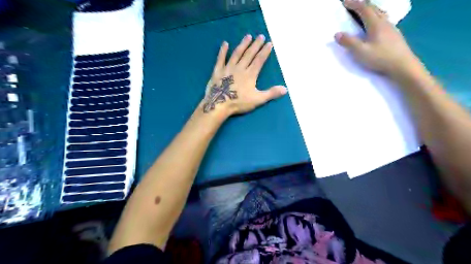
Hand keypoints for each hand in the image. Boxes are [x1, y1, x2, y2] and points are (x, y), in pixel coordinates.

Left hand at [200, 33, 284, 116]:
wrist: (219, 104)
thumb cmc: (239, 102)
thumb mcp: (258, 99)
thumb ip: (271, 93)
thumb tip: (285, 89)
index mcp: (250, 74)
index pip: (259, 60)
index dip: (265, 51)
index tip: (269, 43)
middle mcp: (240, 68)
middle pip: (249, 54)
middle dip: (256, 45)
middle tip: (260, 36)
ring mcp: (228, 68)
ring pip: (236, 53)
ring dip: (243, 44)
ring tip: (248, 36)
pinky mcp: (218, 70)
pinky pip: (220, 58)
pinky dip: (223, 51)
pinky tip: (225, 43)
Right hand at [334, 0, 423, 77]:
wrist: (402, 65)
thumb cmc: (380, 57)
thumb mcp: (361, 51)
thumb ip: (349, 42)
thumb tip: (337, 34)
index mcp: (375, 24)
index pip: (364, 9)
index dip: (354, 4)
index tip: (345, 1)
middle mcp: (384, 23)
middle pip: (374, 8)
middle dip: (362, 4)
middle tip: (353, 4)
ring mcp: (391, 28)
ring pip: (380, 13)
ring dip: (370, 10)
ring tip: (364, 12)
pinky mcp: (394, 35)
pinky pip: (384, 20)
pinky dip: (376, 17)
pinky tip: (375, 24)